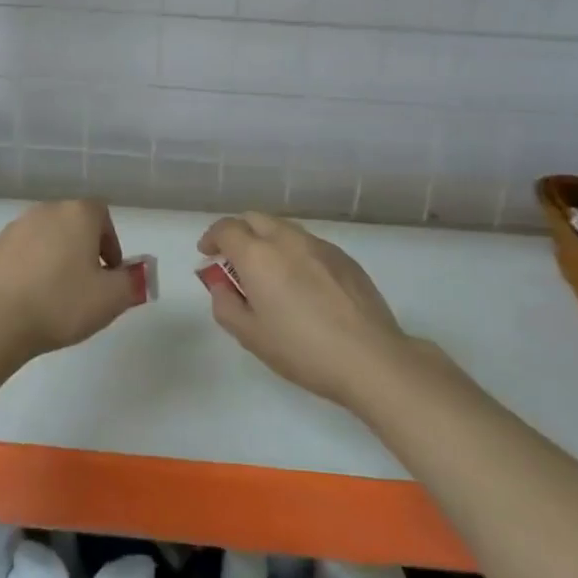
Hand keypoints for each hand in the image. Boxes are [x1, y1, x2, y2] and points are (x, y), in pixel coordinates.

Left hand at [0, 199, 138, 359]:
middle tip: (87, 286)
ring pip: (46, 238)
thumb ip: (134, 281)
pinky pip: (21, 253)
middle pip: (73, 224)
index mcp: (77, 214)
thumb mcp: (112, 298)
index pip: (102, 215)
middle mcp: (45, 211)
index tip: (110, 274)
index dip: (111, 243)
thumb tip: (140, 272)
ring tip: (57, 294)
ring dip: (56, 258)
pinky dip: (30, 268)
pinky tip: (30, 298)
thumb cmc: (62, 304)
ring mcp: (14, 228)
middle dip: (84, 250)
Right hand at [198, 212, 408, 408]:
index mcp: (258, 255)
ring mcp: (320, 246)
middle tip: (233, 259)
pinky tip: (302, 284)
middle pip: (255, 219)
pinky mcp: (345, 258)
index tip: (207, 253)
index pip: (226, 229)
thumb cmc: (302, 350)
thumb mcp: (251, 336)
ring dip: (267, 240)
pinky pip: (309, 244)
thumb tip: (221, 285)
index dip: (212, 237)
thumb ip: (226, 305)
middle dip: (239, 232)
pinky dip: (294, 253)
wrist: (370, 358)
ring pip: (284, 229)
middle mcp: (288, 240)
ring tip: (268, 272)